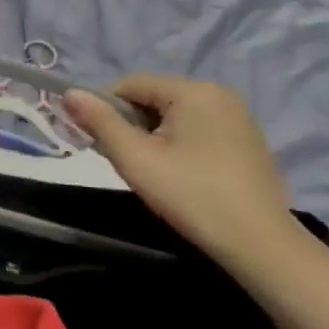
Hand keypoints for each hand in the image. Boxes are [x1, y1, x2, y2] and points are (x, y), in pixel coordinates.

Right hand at [64, 75, 302, 269]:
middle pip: (154, 97)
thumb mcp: (135, 159)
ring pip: (175, 114)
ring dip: (154, 135)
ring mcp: (238, 116)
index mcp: (193, 90)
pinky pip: (198, 127)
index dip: (106, 109)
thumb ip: (99, 121)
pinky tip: (180, 174)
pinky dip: (179, 143)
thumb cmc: (191, 196)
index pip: (130, 84)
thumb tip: (69, 93)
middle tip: (126, 162)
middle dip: (131, 124)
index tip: (99, 143)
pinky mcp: (247, 139)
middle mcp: (219, 92)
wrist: (259, 244)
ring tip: (153, 171)